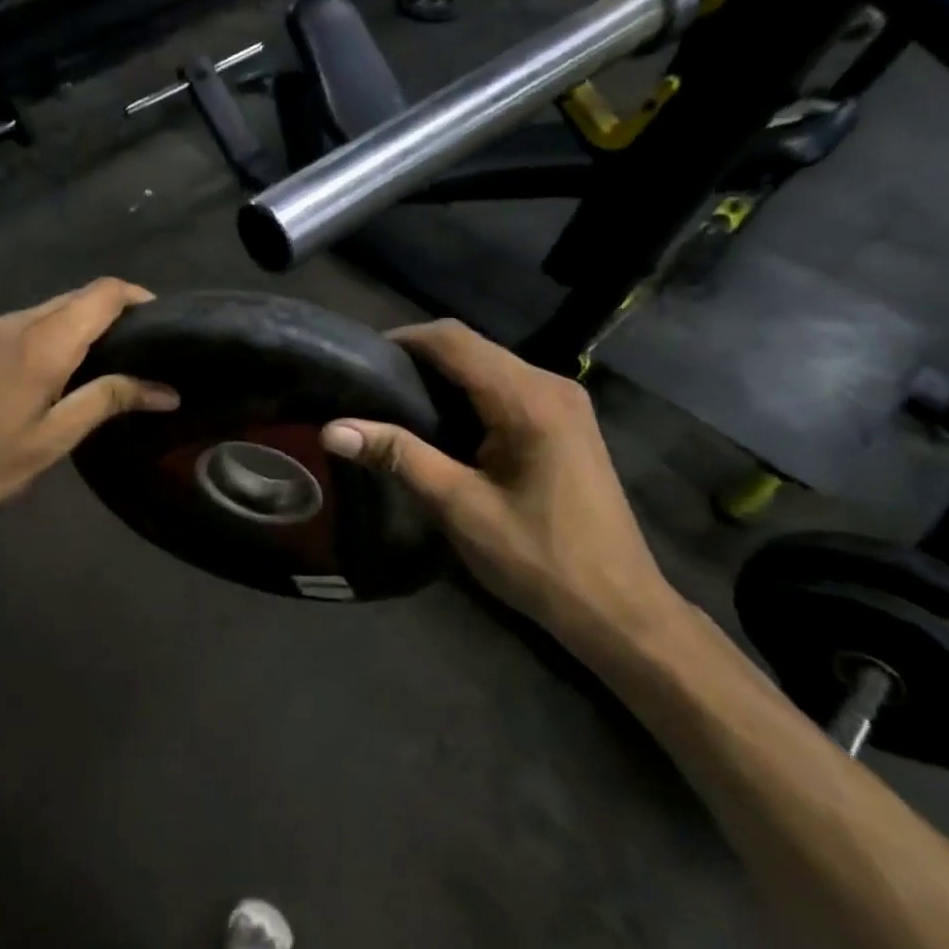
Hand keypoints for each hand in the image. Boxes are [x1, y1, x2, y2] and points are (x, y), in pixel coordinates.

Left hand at [0, 279, 177, 542]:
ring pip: (56, 307)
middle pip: (81, 295)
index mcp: (44, 341)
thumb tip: (166, 390)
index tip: (168, 323)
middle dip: (118, 311)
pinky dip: (62, 332)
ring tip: (117, 360)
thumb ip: (109, 401)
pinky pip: (33, 322)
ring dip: (89, 322)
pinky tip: (70, 368)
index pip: (104, 293)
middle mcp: (20, 321)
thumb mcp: (54, 438)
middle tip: (149, 348)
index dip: (140, 298)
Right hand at [319, 321, 683, 659]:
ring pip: (488, 365)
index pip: (454, 341)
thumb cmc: (539, 559)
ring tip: (392, 401)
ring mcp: (563, 402)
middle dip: (418, 358)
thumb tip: (331, 429)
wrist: (617, 608)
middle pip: (472, 347)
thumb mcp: (460, 507)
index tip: (358, 359)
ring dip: (441, 376)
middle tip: (367, 384)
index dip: (403, 340)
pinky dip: (467, 394)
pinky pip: (505, 387)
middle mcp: (551, 385)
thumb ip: (398, 457)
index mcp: (528, 399)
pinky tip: (439, 422)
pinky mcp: (565, 421)